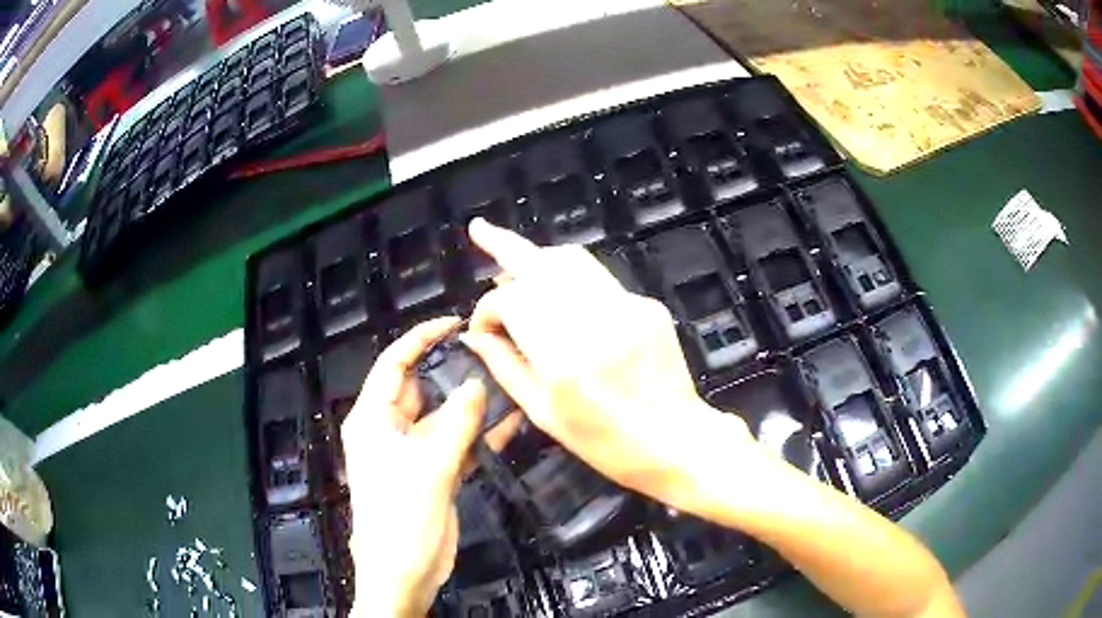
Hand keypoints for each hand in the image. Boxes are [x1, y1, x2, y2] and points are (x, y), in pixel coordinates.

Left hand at [341, 317, 485, 616]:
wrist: (404, 573)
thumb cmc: (402, 518)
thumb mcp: (429, 467)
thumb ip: (456, 424)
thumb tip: (477, 384)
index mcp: (373, 419)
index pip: (394, 365)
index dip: (420, 338)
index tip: (454, 322)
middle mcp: (390, 430)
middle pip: (421, 389)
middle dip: (452, 372)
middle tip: (493, 354)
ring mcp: (414, 453)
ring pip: (443, 417)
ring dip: (471, 406)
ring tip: (509, 383)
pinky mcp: (434, 473)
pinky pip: (457, 444)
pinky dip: (478, 435)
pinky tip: (510, 424)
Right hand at [461, 219, 753, 506]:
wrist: (676, 440)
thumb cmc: (606, 443)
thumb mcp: (545, 414)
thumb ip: (505, 367)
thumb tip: (475, 335)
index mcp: (563, 357)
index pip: (510, 302)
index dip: (487, 310)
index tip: (482, 329)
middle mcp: (594, 320)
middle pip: (541, 263)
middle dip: (505, 245)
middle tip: (480, 229)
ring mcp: (626, 307)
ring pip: (571, 259)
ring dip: (538, 257)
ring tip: (514, 263)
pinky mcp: (647, 305)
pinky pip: (598, 280)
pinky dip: (570, 281)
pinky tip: (561, 299)